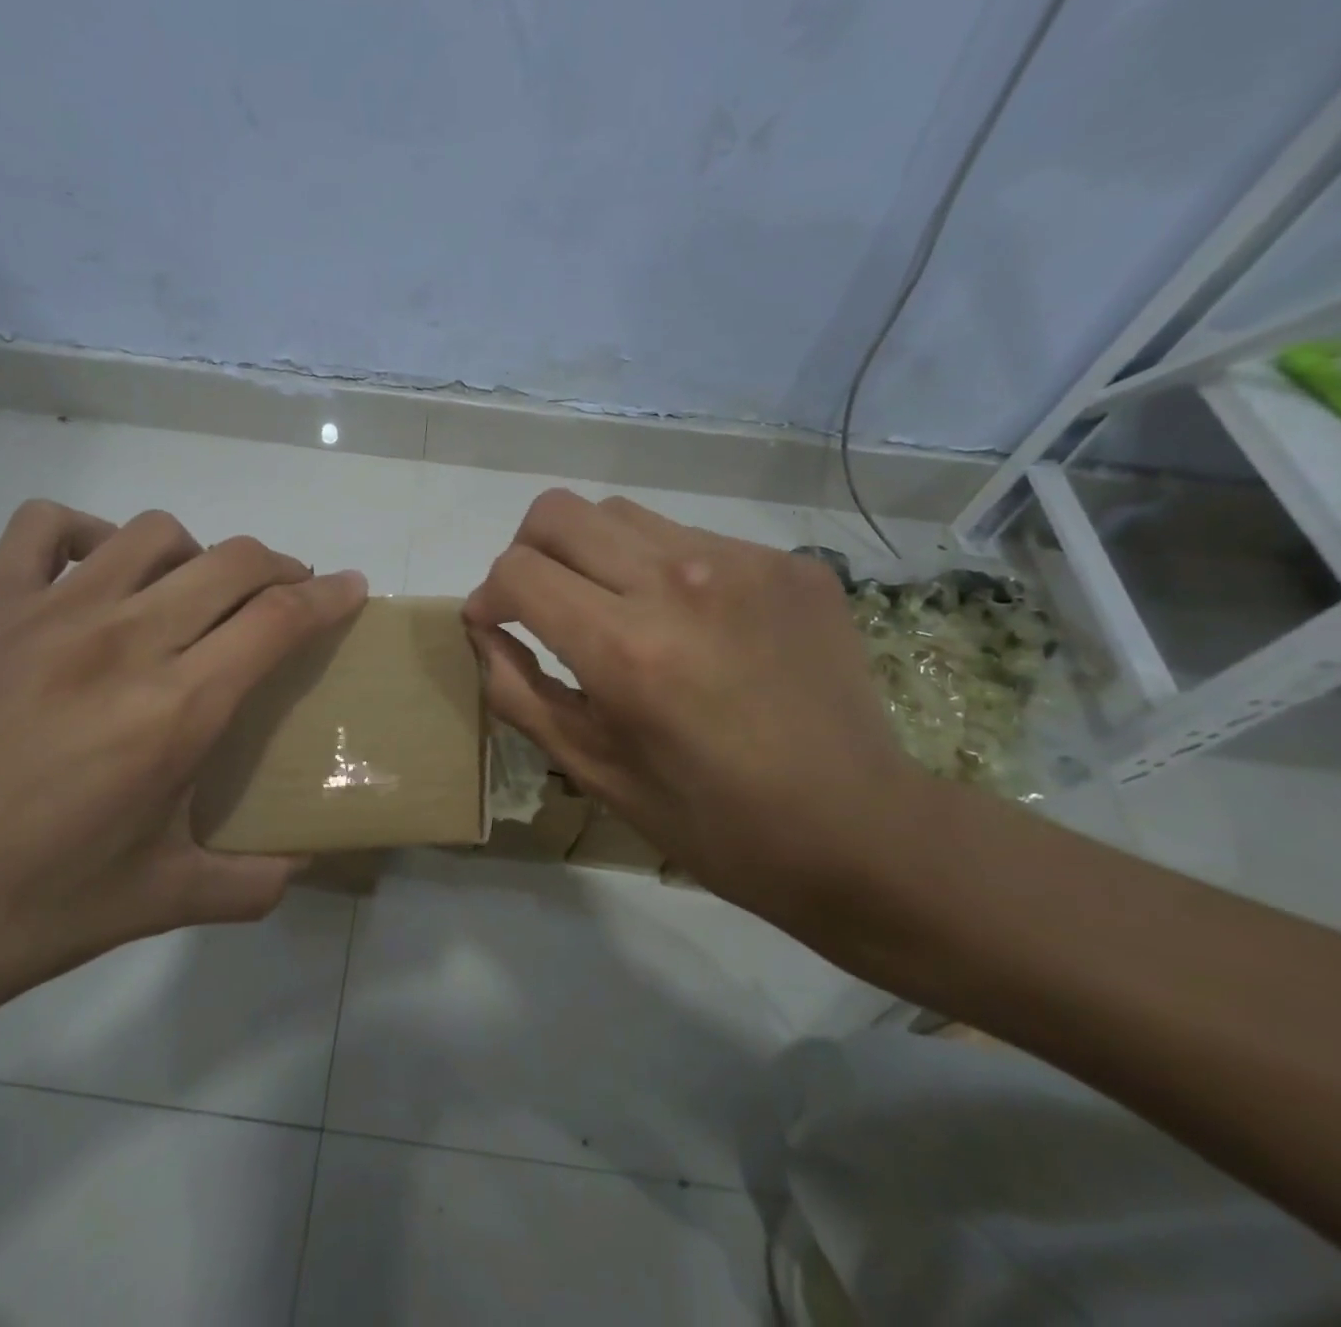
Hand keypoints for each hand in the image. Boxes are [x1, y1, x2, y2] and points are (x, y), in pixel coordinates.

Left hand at [0, 500, 366, 1021]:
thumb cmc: (24, 911)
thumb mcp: (155, 903)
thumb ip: (248, 882)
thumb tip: (303, 865)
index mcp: (175, 711)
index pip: (278, 619)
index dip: (328, 596)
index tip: (352, 588)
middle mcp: (123, 641)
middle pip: (232, 561)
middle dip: (280, 566)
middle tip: (288, 593)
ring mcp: (47, 614)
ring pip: (153, 532)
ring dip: (196, 552)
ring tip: (195, 590)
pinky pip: (46, 525)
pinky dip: (88, 532)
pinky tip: (96, 574)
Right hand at [463, 489, 921, 920]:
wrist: (857, 828)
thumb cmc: (708, 818)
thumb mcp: (591, 768)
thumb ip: (518, 690)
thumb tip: (483, 628)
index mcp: (625, 649)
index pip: (517, 570)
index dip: (488, 595)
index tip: (496, 623)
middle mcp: (679, 583)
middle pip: (557, 512)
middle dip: (526, 553)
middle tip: (540, 603)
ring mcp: (743, 562)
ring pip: (621, 514)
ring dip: (592, 554)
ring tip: (614, 610)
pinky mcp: (789, 562)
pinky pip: (690, 537)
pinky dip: (661, 570)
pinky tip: (689, 625)